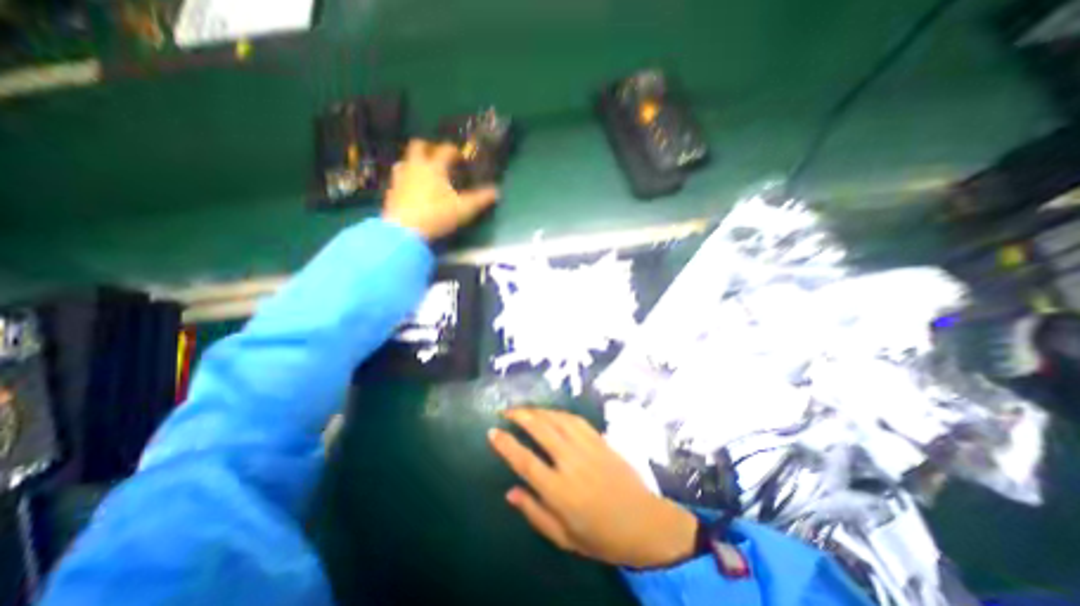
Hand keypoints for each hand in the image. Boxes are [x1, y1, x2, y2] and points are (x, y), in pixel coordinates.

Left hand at [382, 137, 499, 239]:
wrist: (405, 231)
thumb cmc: (437, 215)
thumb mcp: (464, 209)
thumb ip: (481, 199)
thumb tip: (497, 192)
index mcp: (434, 167)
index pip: (445, 150)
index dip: (455, 150)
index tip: (461, 157)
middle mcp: (415, 167)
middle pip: (418, 146)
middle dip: (429, 147)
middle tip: (438, 157)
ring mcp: (401, 178)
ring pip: (404, 160)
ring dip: (414, 162)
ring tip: (423, 172)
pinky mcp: (391, 191)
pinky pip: (398, 178)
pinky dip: (406, 179)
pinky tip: (411, 190)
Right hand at [489, 408, 696, 568]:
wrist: (645, 523)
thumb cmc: (601, 536)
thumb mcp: (563, 536)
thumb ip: (534, 512)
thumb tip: (510, 491)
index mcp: (559, 491)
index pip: (525, 461)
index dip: (506, 444)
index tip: (492, 431)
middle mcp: (571, 463)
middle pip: (541, 430)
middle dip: (520, 416)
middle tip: (506, 410)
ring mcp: (588, 448)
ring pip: (558, 419)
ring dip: (538, 410)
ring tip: (524, 409)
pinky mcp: (600, 440)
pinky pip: (576, 420)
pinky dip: (559, 413)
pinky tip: (551, 412)